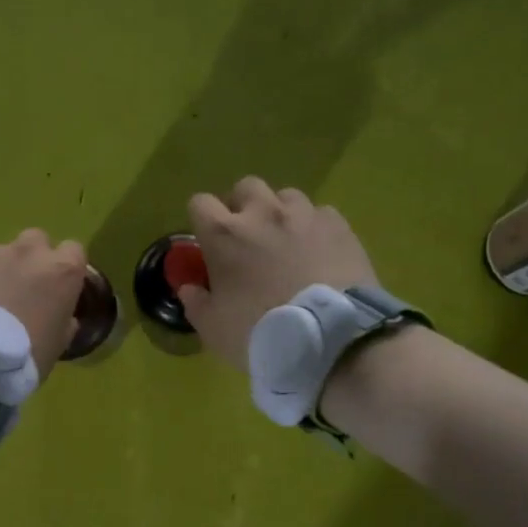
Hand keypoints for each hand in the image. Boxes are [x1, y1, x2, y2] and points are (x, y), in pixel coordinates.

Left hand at [0, 229, 88, 379]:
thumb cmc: (23, 356)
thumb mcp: (58, 345)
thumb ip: (65, 321)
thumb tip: (64, 316)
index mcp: (61, 270)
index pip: (74, 251)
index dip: (66, 269)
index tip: (59, 288)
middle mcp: (29, 252)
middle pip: (37, 241)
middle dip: (32, 259)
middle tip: (23, 289)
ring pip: (0, 252)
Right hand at [178, 177, 378, 373]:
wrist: (330, 338)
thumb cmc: (261, 333)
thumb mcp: (214, 329)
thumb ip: (196, 303)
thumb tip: (189, 288)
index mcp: (224, 234)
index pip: (200, 203)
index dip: (202, 220)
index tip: (208, 241)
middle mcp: (262, 213)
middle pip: (245, 187)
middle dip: (243, 206)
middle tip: (248, 236)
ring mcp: (304, 215)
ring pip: (286, 196)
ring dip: (281, 213)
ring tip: (287, 241)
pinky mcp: (338, 225)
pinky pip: (321, 214)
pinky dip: (315, 228)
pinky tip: (319, 251)